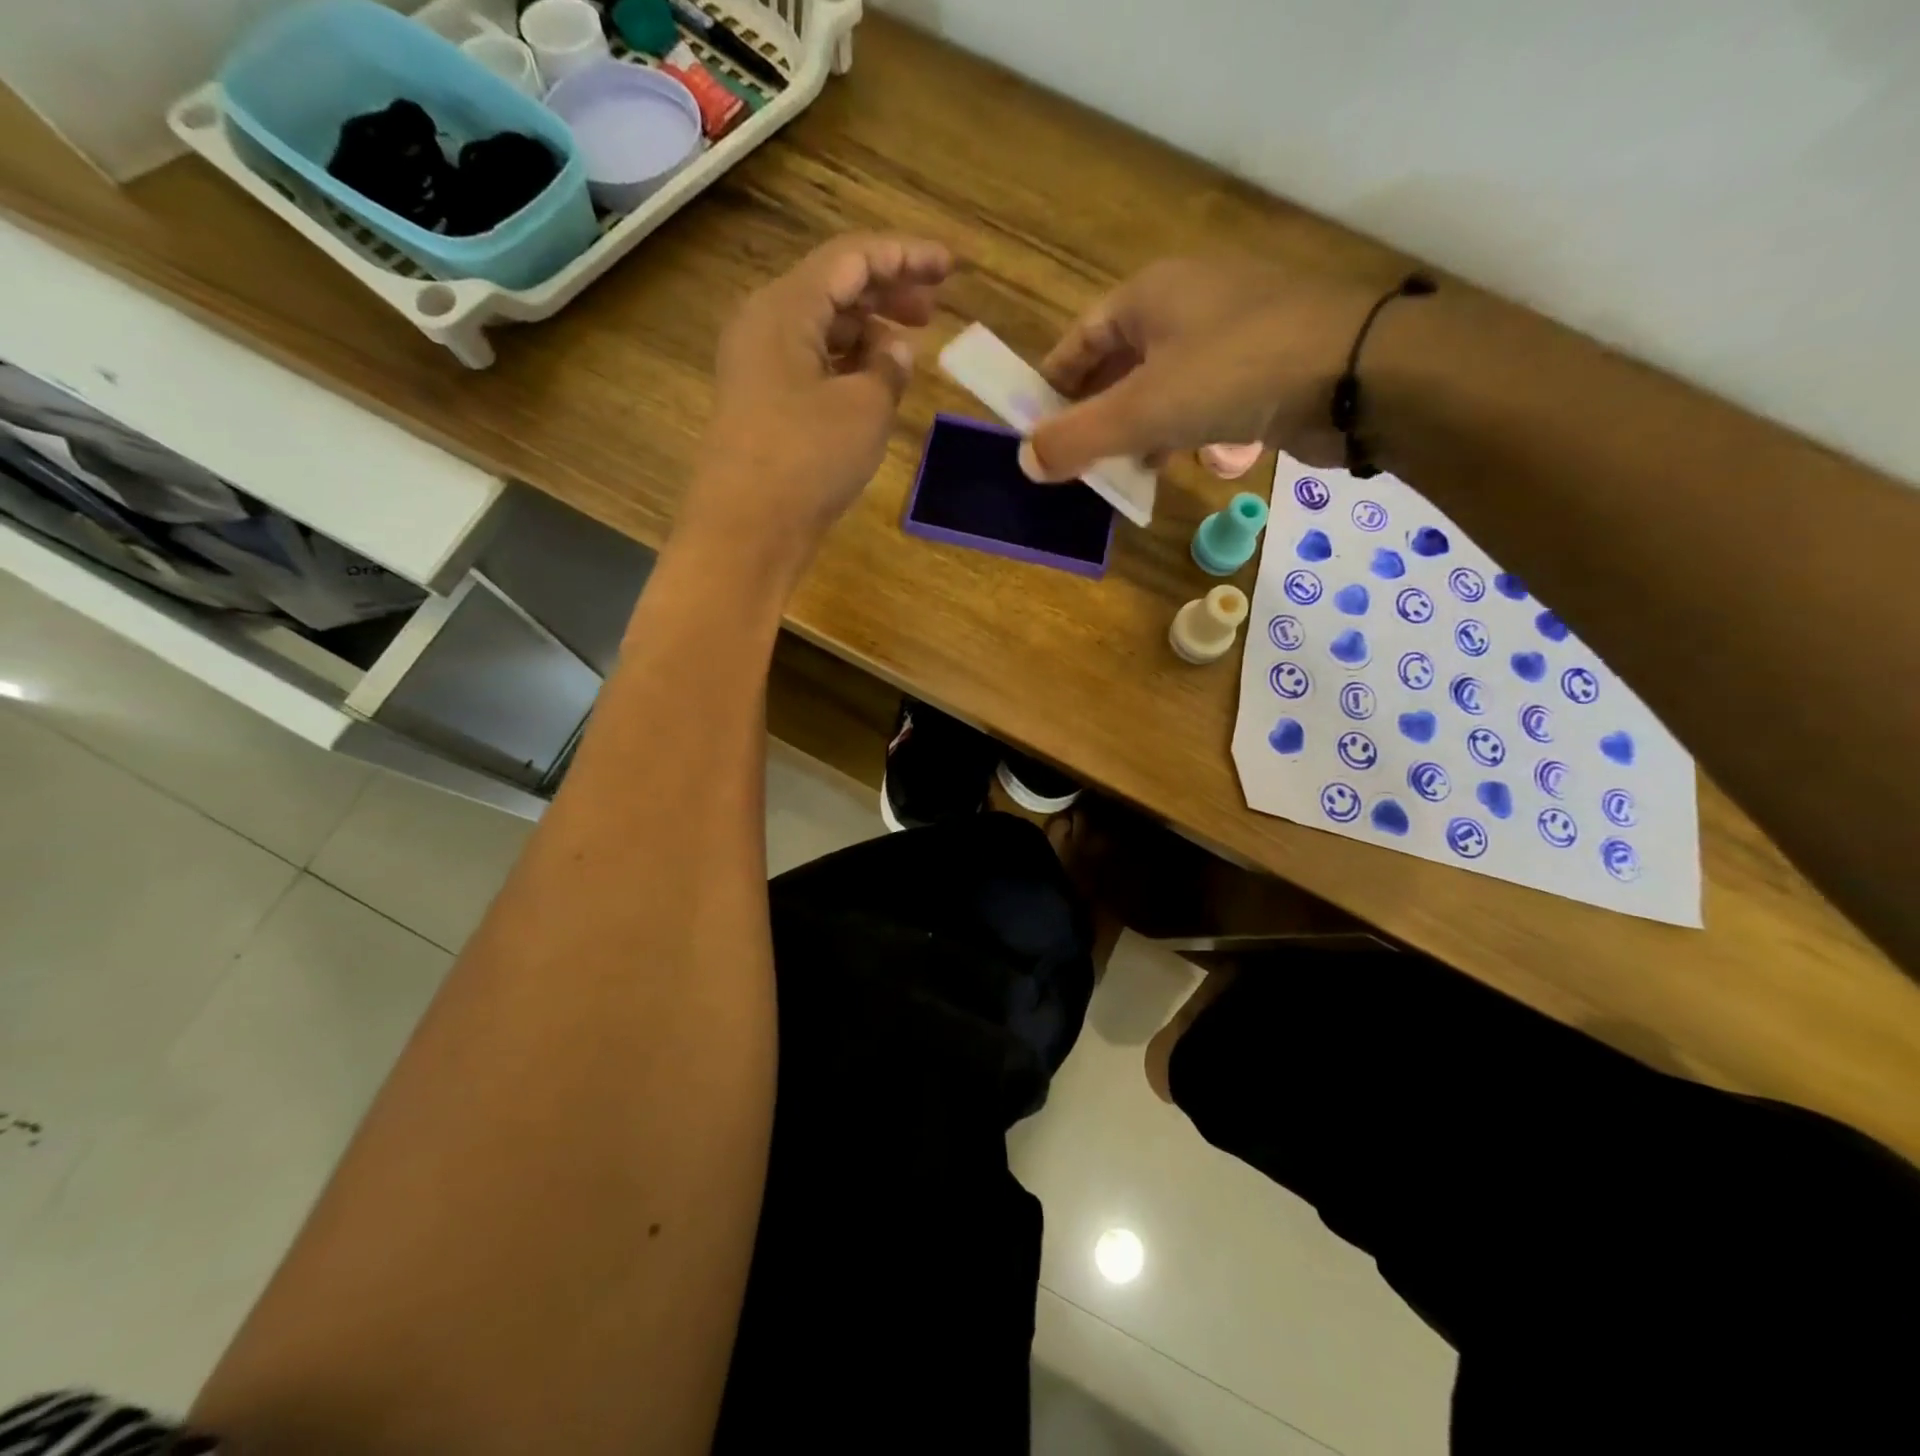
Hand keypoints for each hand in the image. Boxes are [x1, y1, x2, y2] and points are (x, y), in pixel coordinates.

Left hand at [680, 233, 951, 572]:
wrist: (746, 530)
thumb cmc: (806, 459)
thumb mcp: (864, 409)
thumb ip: (888, 370)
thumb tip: (896, 351)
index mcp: (785, 307)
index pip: (852, 259)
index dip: (906, 256)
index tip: (951, 266)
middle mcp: (765, 325)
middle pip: (833, 288)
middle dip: (887, 292)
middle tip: (934, 309)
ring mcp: (759, 366)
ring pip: (822, 329)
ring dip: (867, 331)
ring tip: (909, 349)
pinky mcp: (763, 403)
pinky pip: (811, 364)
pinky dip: (847, 364)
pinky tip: (875, 382)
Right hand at [1020, 258, 1377, 483]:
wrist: (1355, 372)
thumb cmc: (1233, 374)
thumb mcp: (1141, 411)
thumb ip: (1077, 438)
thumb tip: (1024, 462)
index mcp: (1150, 294)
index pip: (1080, 338)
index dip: (1052, 384)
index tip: (1034, 427)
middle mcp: (1187, 303)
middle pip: (1118, 362)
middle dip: (1092, 412)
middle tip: (1070, 457)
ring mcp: (1229, 333)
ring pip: (1159, 384)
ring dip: (1131, 427)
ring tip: (1111, 468)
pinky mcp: (1261, 365)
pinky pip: (1198, 399)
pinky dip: (1173, 430)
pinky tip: (1166, 462)